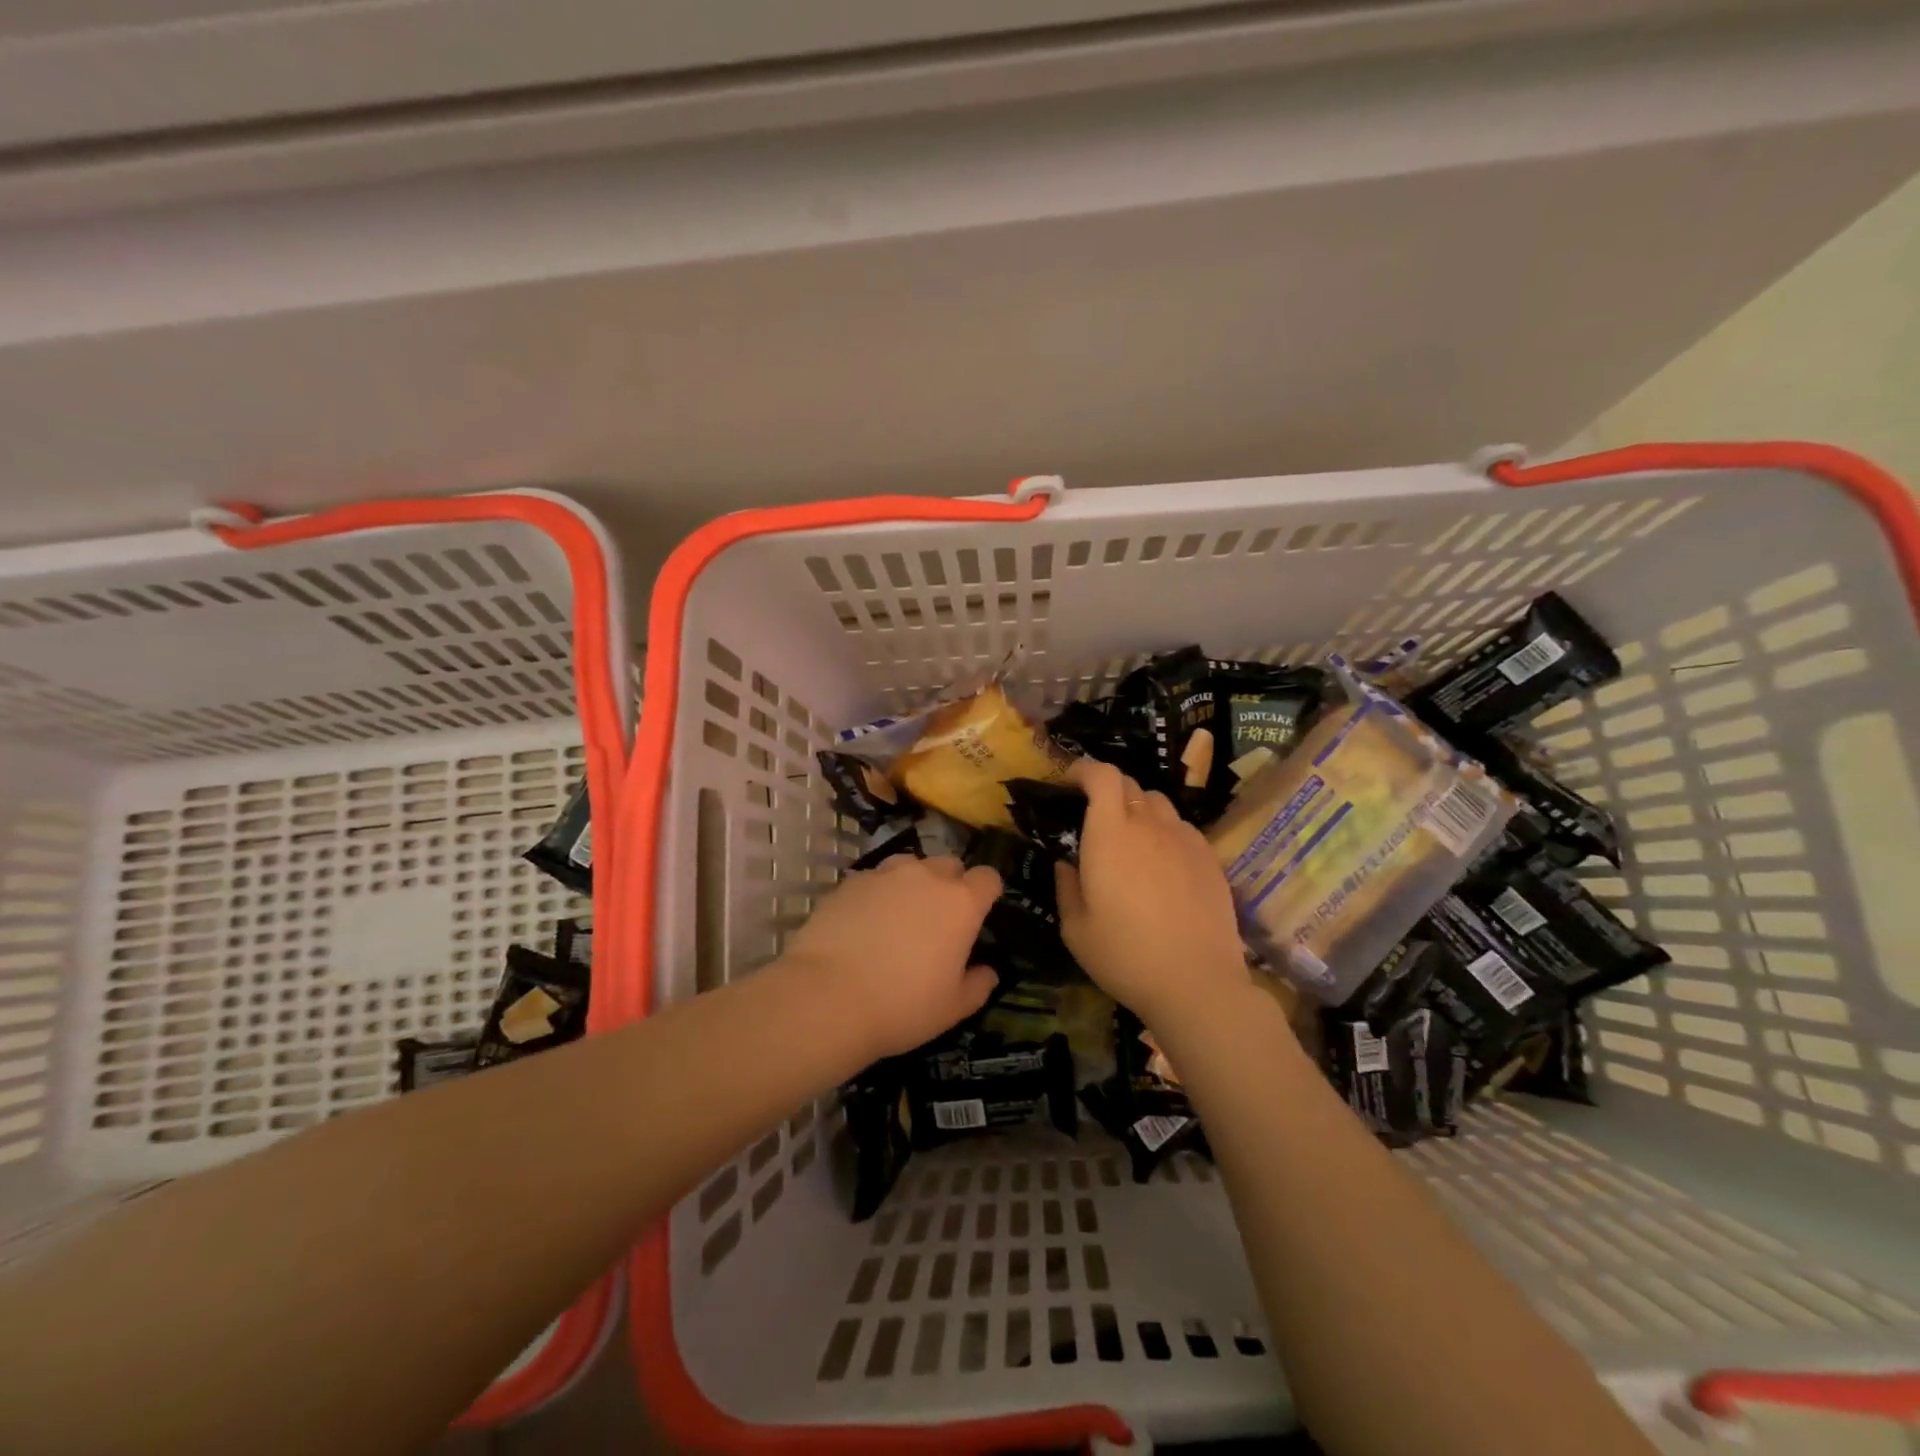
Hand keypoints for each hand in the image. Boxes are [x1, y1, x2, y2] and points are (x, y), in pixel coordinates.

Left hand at [781, 854, 1001, 1061]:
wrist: (827, 998)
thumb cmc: (902, 1005)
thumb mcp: (952, 1008)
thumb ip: (978, 985)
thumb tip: (988, 972)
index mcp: (961, 903)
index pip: (988, 878)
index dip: (986, 893)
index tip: (980, 914)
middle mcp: (926, 876)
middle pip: (949, 865)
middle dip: (950, 884)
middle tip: (938, 920)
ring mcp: (885, 875)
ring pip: (910, 866)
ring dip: (913, 883)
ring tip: (900, 916)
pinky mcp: (850, 882)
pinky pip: (874, 880)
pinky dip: (877, 894)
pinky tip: (864, 923)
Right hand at [1054, 758, 1250, 1030]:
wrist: (1196, 983)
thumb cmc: (1124, 955)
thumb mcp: (1075, 928)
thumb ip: (1066, 886)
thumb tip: (1067, 864)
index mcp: (1110, 833)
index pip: (1102, 775)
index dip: (1083, 770)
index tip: (1069, 782)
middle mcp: (1149, 825)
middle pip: (1129, 785)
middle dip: (1107, 790)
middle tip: (1094, 817)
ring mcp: (1185, 839)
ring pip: (1158, 804)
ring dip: (1138, 810)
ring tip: (1130, 840)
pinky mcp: (1210, 858)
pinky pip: (1182, 828)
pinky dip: (1165, 832)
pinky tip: (1162, 864)